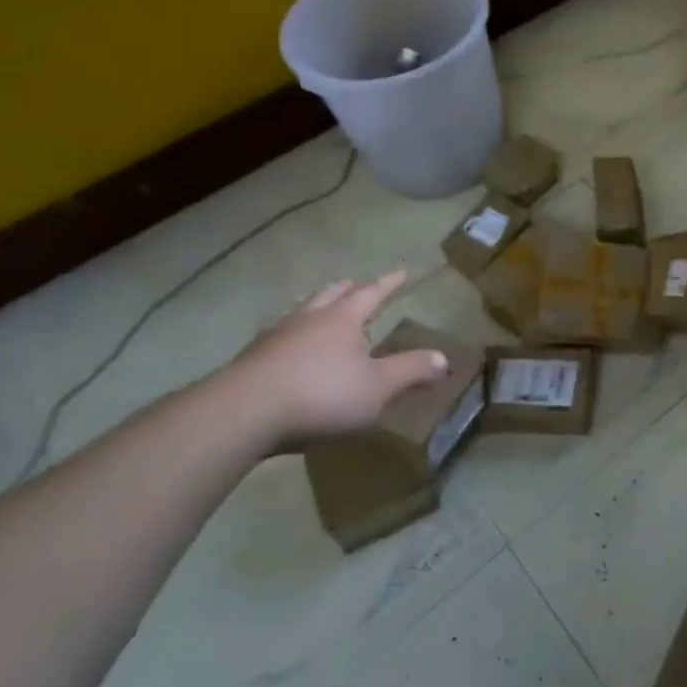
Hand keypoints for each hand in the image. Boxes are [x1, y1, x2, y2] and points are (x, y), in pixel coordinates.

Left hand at [217, 272, 448, 451]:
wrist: (241, 415)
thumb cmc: (320, 395)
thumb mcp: (378, 387)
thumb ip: (411, 371)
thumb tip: (445, 359)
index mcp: (343, 319)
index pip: (372, 293)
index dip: (389, 283)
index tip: (402, 271)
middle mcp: (309, 319)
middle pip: (331, 294)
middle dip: (349, 289)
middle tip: (357, 284)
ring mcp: (275, 338)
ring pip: (300, 311)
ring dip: (314, 306)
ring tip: (319, 307)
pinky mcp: (250, 361)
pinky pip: (277, 337)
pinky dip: (289, 334)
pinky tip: (285, 347)